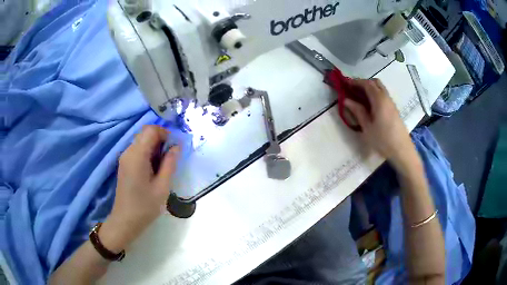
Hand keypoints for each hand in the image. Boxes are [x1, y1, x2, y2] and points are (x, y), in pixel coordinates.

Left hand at [100, 126, 179, 252]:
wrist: (125, 221)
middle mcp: (128, 152)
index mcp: (137, 155)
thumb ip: (170, 164)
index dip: (165, 133)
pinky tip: (154, 169)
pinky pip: (138, 150)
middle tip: (171, 156)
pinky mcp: (124, 164)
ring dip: (155, 147)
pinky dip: (148, 153)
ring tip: (164, 165)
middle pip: (145, 133)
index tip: (175, 147)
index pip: (150, 130)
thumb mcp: (162, 187)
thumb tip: (177, 146)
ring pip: (142, 141)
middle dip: (161, 139)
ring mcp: (125, 158)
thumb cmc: (145, 206)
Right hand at [344, 79, 415, 167]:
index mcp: (379, 99)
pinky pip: (383, 96)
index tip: (345, 84)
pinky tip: (369, 105)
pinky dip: (375, 95)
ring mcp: (391, 103)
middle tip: (353, 90)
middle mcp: (386, 97)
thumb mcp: (367, 127)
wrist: (402, 150)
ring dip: (369, 89)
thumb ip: (358, 111)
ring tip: (359, 98)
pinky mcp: (393, 109)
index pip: (366, 83)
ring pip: (380, 89)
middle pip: (375, 82)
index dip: (355, 81)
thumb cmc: (383, 140)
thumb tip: (346, 100)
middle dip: (363, 83)